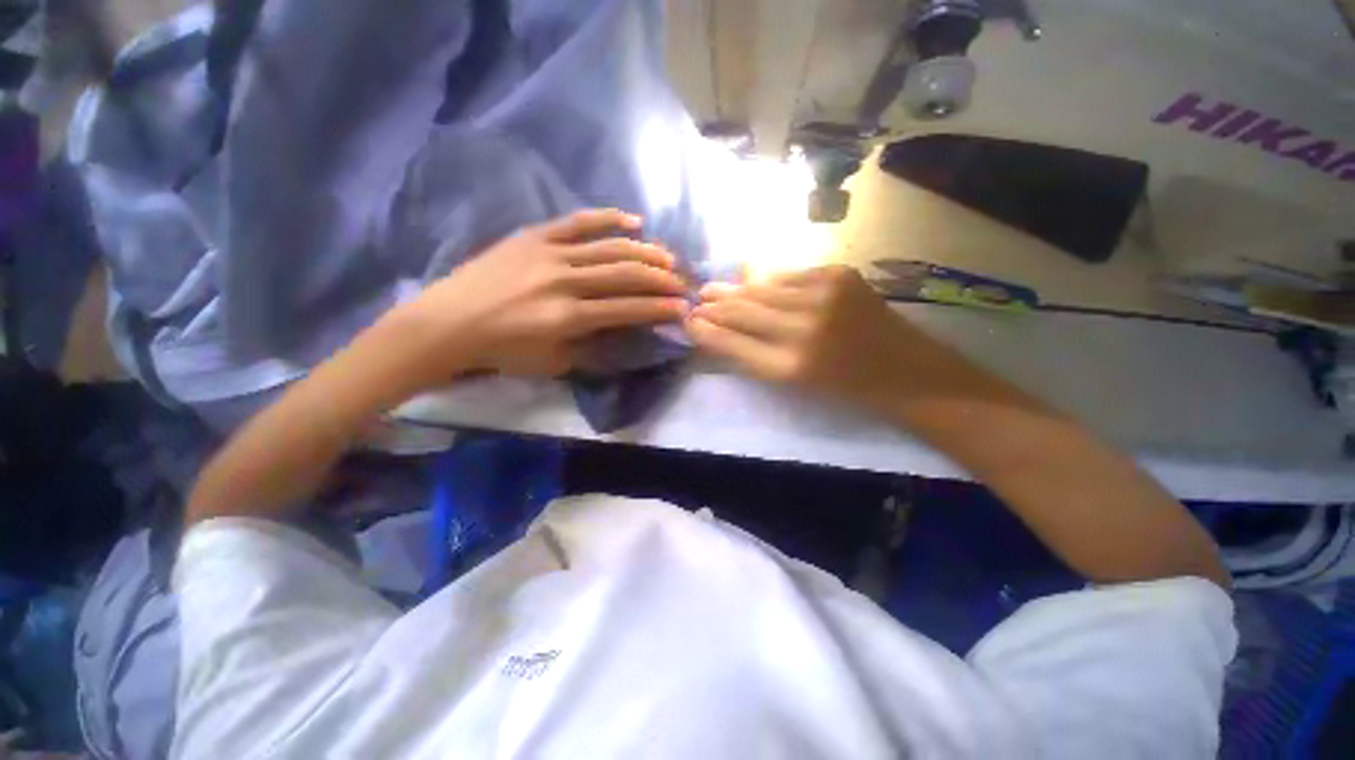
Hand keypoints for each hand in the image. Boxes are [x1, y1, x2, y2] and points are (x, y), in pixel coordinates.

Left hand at [387, 209, 688, 385]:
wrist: (449, 323)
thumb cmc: (503, 351)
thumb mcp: (553, 363)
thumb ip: (592, 347)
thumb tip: (622, 333)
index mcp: (569, 317)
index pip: (628, 309)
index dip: (659, 308)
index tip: (683, 308)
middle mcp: (565, 281)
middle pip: (626, 275)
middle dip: (661, 279)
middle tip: (683, 282)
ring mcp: (550, 253)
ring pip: (609, 247)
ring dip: (645, 252)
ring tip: (668, 257)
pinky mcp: (535, 236)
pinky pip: (578, 221)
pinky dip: (608, 218)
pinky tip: (634, 220)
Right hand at [688, 265, 962, 410]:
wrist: (907, 371)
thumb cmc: (845, 389)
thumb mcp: (793, 385)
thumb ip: (752, 355)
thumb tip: (719, 328)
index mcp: (789, 367)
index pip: (732, 342)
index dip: (706, 330)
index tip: (689, 321)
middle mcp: (803, 328)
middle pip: (743, 310)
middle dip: (715, 305)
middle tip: (697, 299)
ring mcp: (823, 294)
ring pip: (761, 287)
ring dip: (735, 290)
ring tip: (715, 289)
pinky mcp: (839, 273)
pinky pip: (788, 274)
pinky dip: (768, 281)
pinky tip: (753, 281)